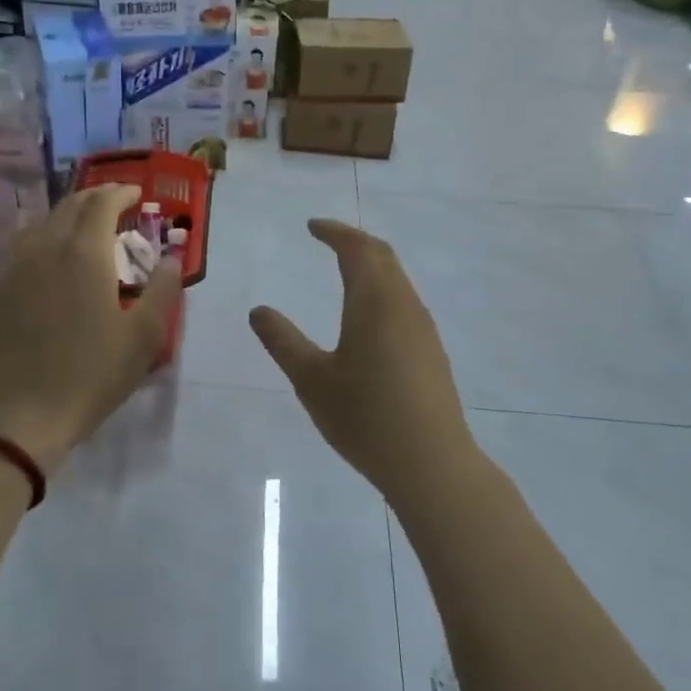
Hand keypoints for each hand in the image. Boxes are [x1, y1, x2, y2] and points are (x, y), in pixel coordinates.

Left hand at [0, 184, 180, 475]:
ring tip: (87, 228)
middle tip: (117, 204)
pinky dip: (45, 236)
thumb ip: (164, 291)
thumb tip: (172, 259)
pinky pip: (23, 245)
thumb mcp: (143, 338)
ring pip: (44, 222)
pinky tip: (52, 257)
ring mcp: (15, 265)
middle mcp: (46, 246)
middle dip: (97, 197)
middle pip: (71, 205)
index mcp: (85, 252)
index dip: (121, 192)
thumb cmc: (89, 375)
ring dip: (70, 215)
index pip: (102, 203)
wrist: (18, 414)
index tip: (138, 194)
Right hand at [249, 221, 479, 505]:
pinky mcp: (431, 351)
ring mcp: (422, 328)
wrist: (431, 463)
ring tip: (345, 269)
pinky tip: (369, 315)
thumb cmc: (365, 418)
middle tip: (328, 238)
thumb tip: (258, 311)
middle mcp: (403, 305)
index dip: (334, 232)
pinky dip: (382, 288)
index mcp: (374, 302)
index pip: (356, 249)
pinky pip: (404, 301)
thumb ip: (283, 341)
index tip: (312, 226)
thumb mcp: (311, 380)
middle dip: (354, 241)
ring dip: (372, 264)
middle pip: (382, 256)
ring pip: (397, 279)